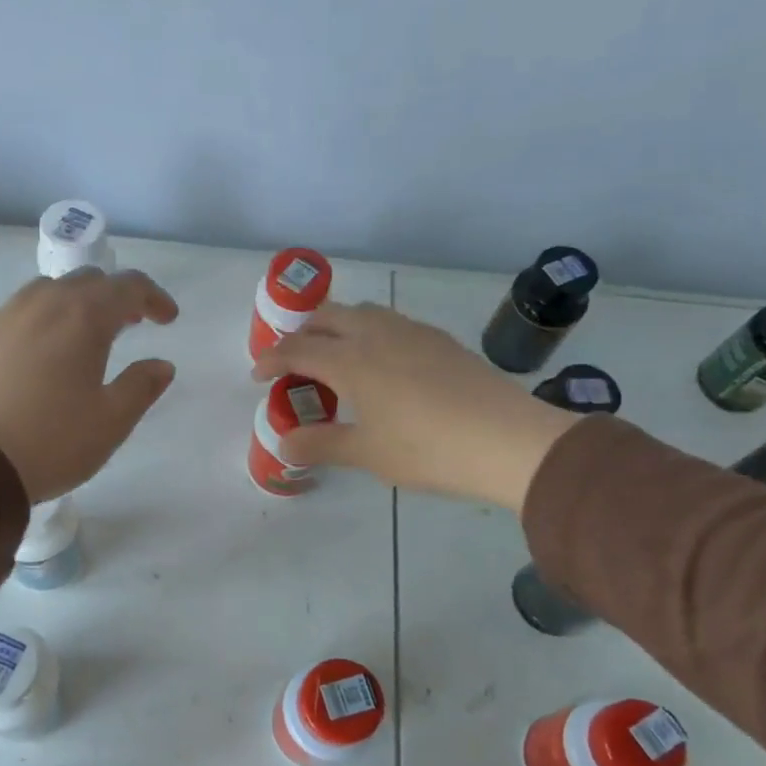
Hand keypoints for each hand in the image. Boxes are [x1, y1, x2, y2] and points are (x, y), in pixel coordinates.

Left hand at [0, 268, 178, 502]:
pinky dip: (44, 319)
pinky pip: (20, 311)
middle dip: (115, 297)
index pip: (128, 286)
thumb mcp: (111, 422)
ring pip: (50, 290)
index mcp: (83, 317)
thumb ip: (141, 387)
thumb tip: (161, 365)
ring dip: (77, 303)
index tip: (167, 319)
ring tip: (84, 336)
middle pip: (88, 280)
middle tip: (130, 325)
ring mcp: (5, 316)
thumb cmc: (51, 440)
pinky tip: (42, 353)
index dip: (154, 297)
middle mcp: (44, 304)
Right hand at [251, 303, 581, 513]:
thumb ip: (321, 444)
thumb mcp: (366, 453)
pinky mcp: (439, 340)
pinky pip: (390, 322)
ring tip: (335, 355)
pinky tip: (381, 362)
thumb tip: (284, 444)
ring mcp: (412, 332)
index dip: (272, 360)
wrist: (507, 440)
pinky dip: (368, 332)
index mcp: (351, 361)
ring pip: (363, 312)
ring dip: (337, 326)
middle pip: (327, 316)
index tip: (258, 375)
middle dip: (302, 332)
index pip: (298, 349)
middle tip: (293, 360)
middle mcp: (377, 334)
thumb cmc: (427, 449)